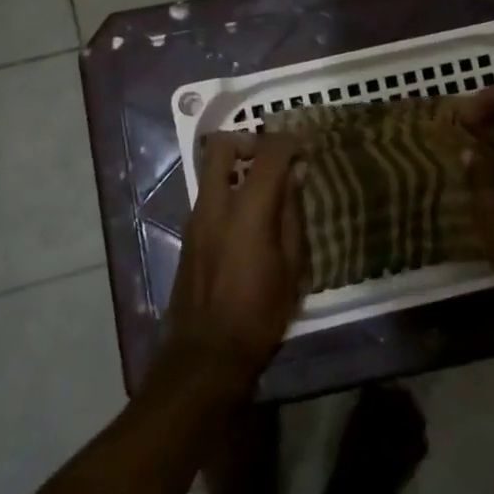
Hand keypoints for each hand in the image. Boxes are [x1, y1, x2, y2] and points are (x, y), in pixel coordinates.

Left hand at [167, 132, 306, 383]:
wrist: (207, 353)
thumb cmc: (260, 313)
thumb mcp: (293, 266)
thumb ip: (292, 213)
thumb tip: (295, 175)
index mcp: (248, 210)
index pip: (268, 152)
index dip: (289, 141)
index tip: (306, 145)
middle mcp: (216, 204)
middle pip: (222, 145)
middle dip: (249, 140)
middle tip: (273, 157)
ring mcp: (196, 217)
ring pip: (210, 169)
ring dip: (236, 166)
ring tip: (265, 189)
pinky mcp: (188, 233)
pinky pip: (208, 194)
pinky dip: (228, 190)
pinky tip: (248, 218)